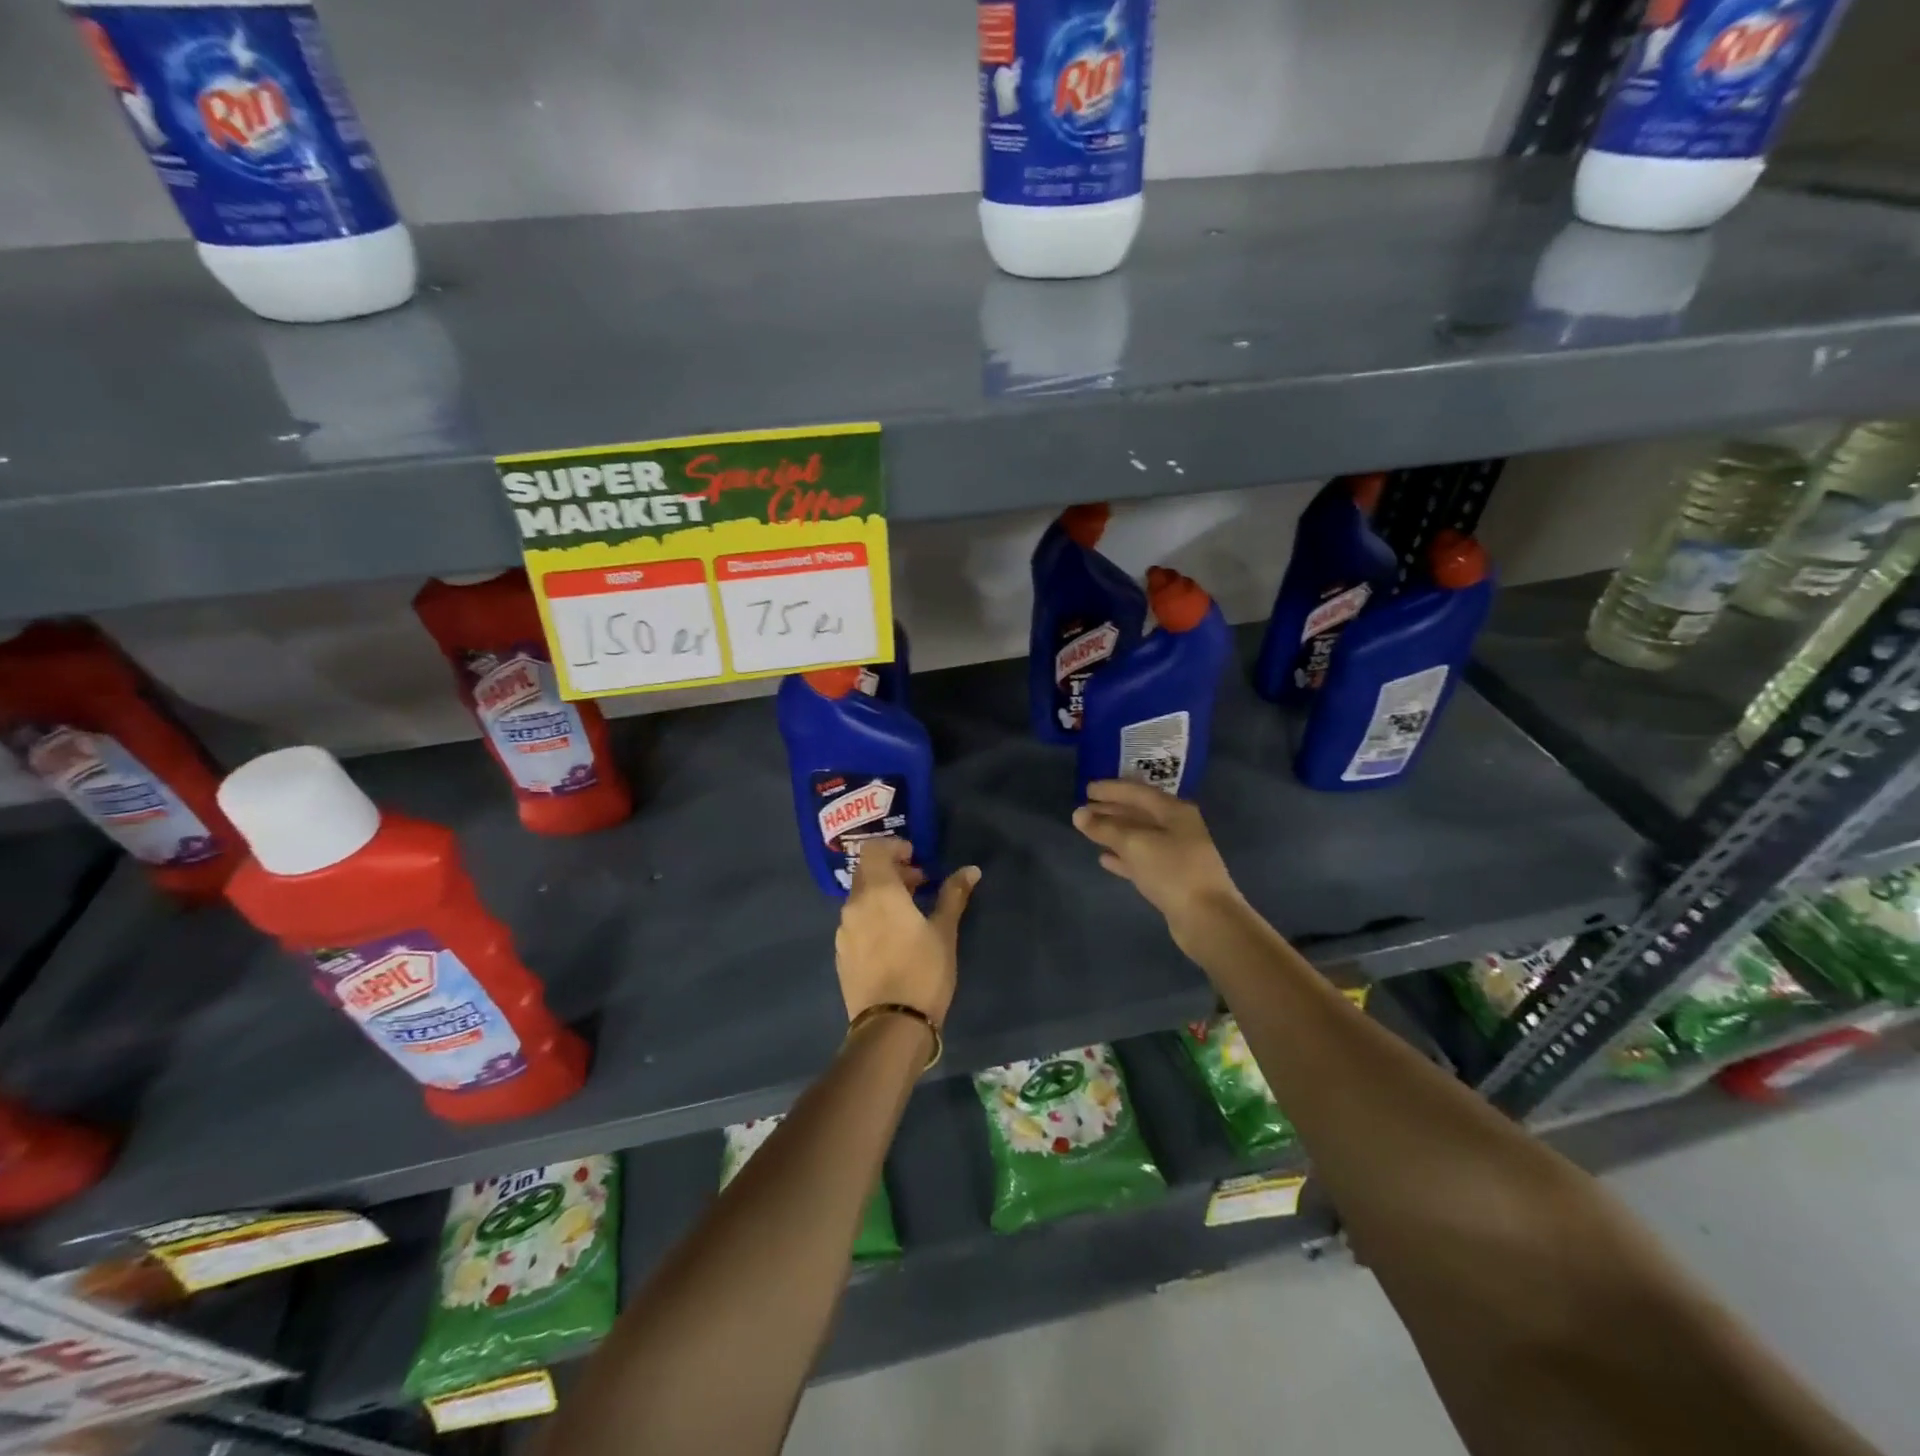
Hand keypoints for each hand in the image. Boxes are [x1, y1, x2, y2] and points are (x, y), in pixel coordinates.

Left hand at [834, 839, 979, 1028]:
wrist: (890, 1027)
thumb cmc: (923, 972)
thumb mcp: (944, 931)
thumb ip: (954, 895)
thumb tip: (971, 869)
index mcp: (878, 892)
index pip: (873, 850)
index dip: (894, 847)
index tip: (916, 858)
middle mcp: (854, 906)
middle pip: (866, 872)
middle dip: (892, 871)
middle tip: (919, 884)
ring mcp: (844, 932)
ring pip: (860, 899)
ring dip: (882, 895)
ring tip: (909, 914)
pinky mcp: (841, 955)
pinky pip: (856, 923)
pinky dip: (872, 918)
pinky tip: (893, 940)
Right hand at [1072, 780, 1242, 943]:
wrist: (1207, 918)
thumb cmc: (1172, 871)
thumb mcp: (1135, 844)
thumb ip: (1105, 828)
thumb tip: (1078, 814)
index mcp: (1174, 811)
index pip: (1137, 792)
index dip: (1111, 789)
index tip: (1087, 789)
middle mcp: (1177, 827)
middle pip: (1138, 812)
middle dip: (1110, 810)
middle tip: (1083, 810)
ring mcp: (1176, 853)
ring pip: (1138, 836)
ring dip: (1114, 832)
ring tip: (1089, 831)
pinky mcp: (1171, 877)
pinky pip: (1142, 860)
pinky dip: (1123, 857)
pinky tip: (1104, 859)